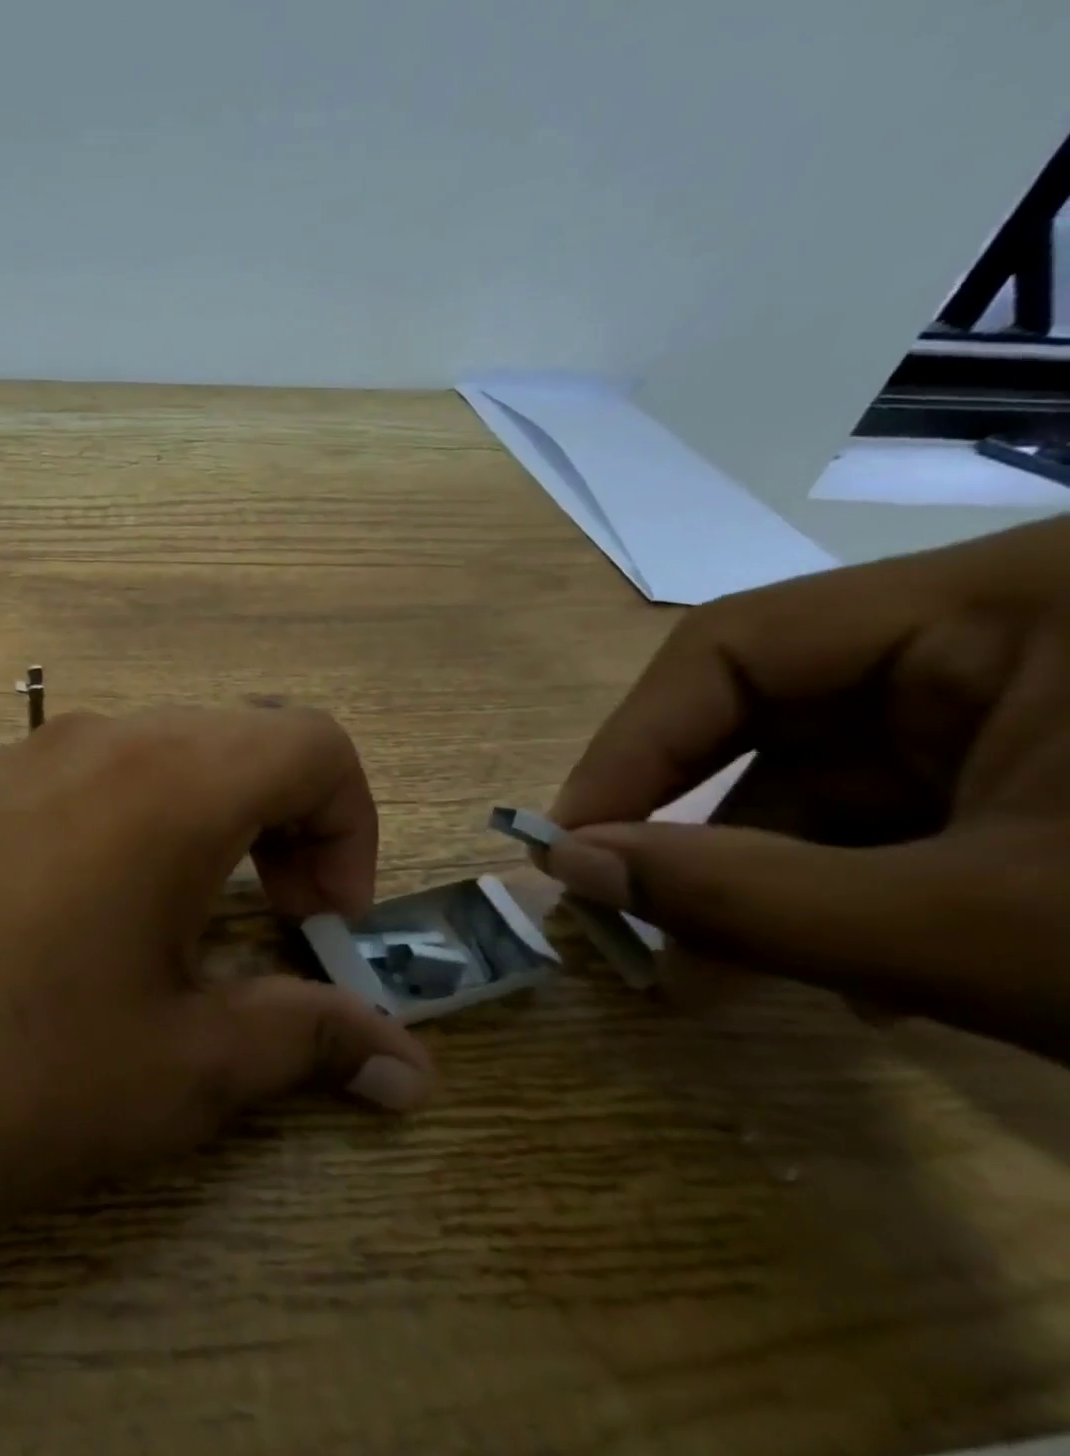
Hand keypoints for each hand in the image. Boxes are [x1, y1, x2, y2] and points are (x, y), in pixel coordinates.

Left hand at [0, 706, 431, 1261]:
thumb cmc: (11, 1075)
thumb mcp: (181, 1068)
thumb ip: (309, 1040)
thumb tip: (411, 1067)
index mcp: (168, 782)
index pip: (315, 743)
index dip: (350, 827)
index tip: (319, 923)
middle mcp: (101, 738)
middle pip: (246, 738)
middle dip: (291, 820)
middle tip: (274, 920)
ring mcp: (29, 753)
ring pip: (171, 748)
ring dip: (217, 815)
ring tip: (193, 917)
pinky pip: (98, 770)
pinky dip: (144, 815)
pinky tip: (103, 908)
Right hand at [540, 516, 1069, 1057]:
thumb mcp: (999, 934)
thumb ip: (750, 901)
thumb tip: (568, 869)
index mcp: (1007, 602)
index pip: (734, 648)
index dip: (633, 747)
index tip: (573, 842)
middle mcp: (1009, 630)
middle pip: (776, 717)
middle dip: (699, 827)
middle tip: (636, 919)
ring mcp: (1039, 699)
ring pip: (833, 778)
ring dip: (774, 876)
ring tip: (738, 969)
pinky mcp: (1062, 768)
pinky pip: (903, 814)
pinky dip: (858, 889)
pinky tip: (866, 968)